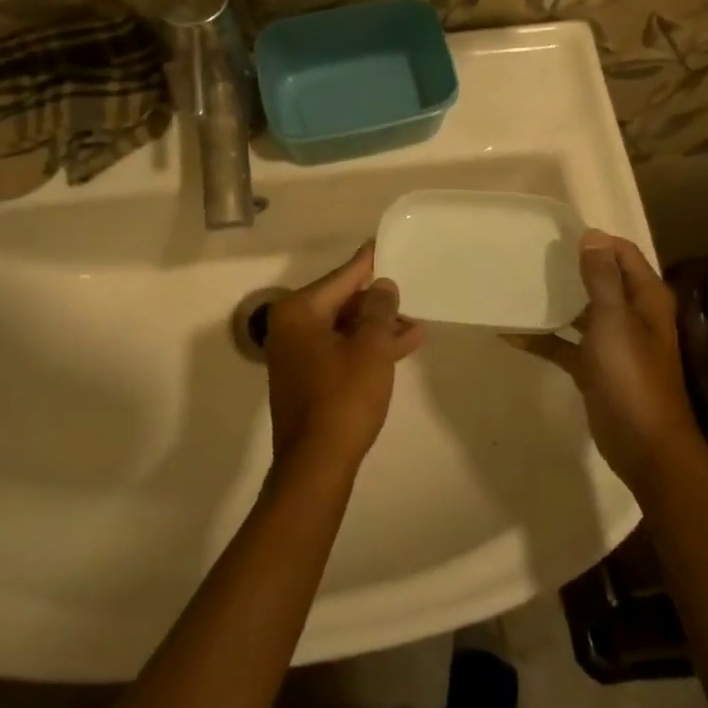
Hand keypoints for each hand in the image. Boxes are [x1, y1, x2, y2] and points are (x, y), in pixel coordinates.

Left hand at [265, 242, 424, 480]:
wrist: (317, 464)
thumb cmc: (344, 397)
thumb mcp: (371, 348)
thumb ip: (379, 310)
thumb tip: (382, 287)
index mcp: (299, 312)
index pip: (341, 277)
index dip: (368, 263)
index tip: (385, 244)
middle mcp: (291, 328)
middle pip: (341, 302)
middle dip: (378, 303)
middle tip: (410, 292)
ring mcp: (296, 355)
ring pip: (343, 329)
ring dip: (377, 328)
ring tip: (417, 325)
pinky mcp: (306, 379)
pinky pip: (339, 351)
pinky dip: (366, 348)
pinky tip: (400, 348)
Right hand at [509, 230, 697, 489]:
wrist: (643, 444)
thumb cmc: (631, 375)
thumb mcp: (614, 319)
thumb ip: (601, 277)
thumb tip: (592, 235)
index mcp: (644, 298)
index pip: (621, 253)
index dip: (594, 241)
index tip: (554, 234)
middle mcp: (631, 314)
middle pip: (600, 279)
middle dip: (569, 267)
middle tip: (529, 255)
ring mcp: (612, 342)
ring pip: (580, 311)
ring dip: (554, 300)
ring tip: (516, 284)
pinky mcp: (594, 367)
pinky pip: (565, 344)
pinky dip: (543, 338)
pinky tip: (510, 334)